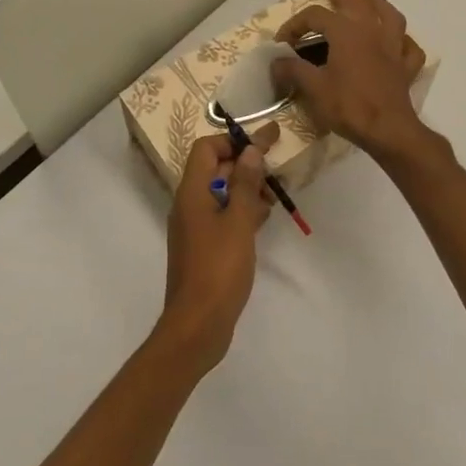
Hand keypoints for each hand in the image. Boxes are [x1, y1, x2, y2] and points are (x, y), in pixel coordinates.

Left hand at [158, 125, 279, 370]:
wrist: (197, 324)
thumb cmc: (218, 268)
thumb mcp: (238, 222)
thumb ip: (244, 184)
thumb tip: (250, 150)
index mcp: (191, 192)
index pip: (206, 148)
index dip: (233, 141)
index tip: (264, 143)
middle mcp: (188, 204)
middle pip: (214, 169)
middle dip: (244, 164)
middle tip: (276, 166)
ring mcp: (194, 227)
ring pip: (220, 194)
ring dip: (245, 188)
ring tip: (275, 193)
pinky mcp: (203, 247)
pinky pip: (222, 217)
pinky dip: (241, 211)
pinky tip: (263, 218)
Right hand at [272, 0, 428, 160]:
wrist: (388, 130)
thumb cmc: (348, 105)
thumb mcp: (313, 88)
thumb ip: (293, 70)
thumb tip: (276, 62)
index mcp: (346, 32)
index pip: (316, 15)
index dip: (295, 24)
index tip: (282, 41)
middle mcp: (372, 32)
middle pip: (357, 2)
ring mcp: (393, 48)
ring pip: (390, 16)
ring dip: (379, 4)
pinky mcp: (406, 68)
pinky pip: (409, 48)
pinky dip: (403, 41)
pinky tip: (398, 41)